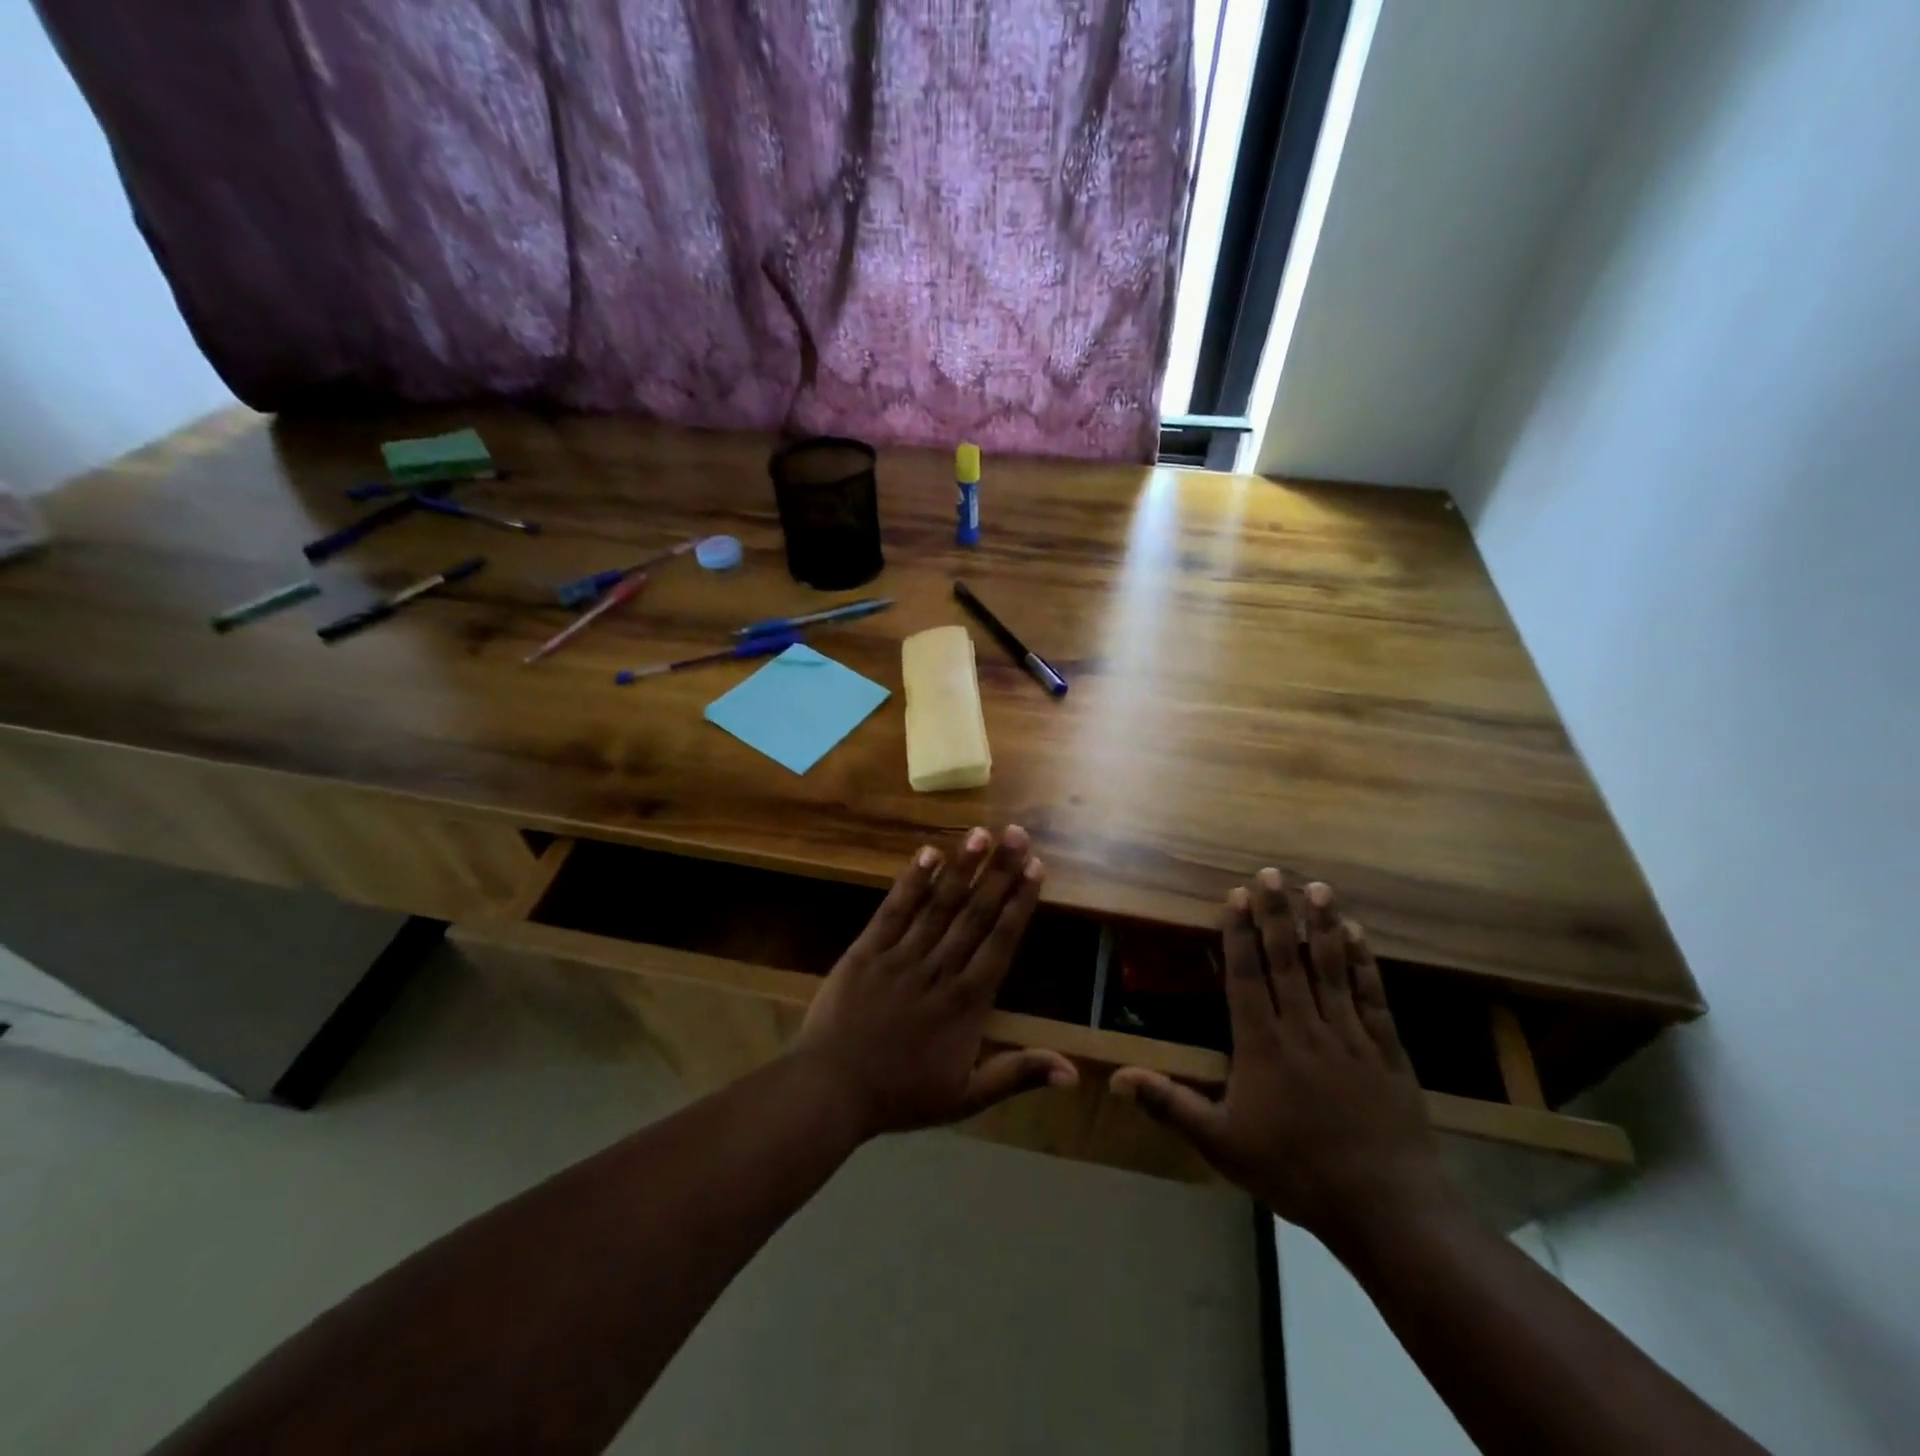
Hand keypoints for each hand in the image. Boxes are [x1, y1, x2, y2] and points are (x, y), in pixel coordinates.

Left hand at [794, 826, 1078, 1140]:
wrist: (831, 1091)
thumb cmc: (901, 1095)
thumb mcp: (966, 1097)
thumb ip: (1018, 1074)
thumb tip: (1075, 1074)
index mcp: (967, 1002)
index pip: (1001, 941)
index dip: (1019, 903)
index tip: (1035, 869)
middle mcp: (939, 969)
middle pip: (975, 913)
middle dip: (999, 872)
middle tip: (1018, 835)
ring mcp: (901, 956)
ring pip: (939, 905)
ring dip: (962, 868)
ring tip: (982, 833)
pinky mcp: (867, 950)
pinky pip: (893, 910)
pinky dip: (911, 882)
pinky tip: (928, 853)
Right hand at [1111, 870, 1452, 1242]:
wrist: (1386, 1209)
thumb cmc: (1294, 1172)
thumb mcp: (1221, 1143)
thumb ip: (1170, 1104)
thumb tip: (1115, 1079)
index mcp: (1262, 1045)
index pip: (1246, 976)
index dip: (1239, 933)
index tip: (1236, 895)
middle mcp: (1304, 1028)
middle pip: (1288, 960)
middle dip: (1276, 913)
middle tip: (1271, 873)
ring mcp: (1349, 1036)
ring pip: (1331, 969)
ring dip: (1322, 926)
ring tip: (1317, 888)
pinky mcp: (1387, 1052)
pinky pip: (1373, 997)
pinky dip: (1364, 964)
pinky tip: (1358, 936)